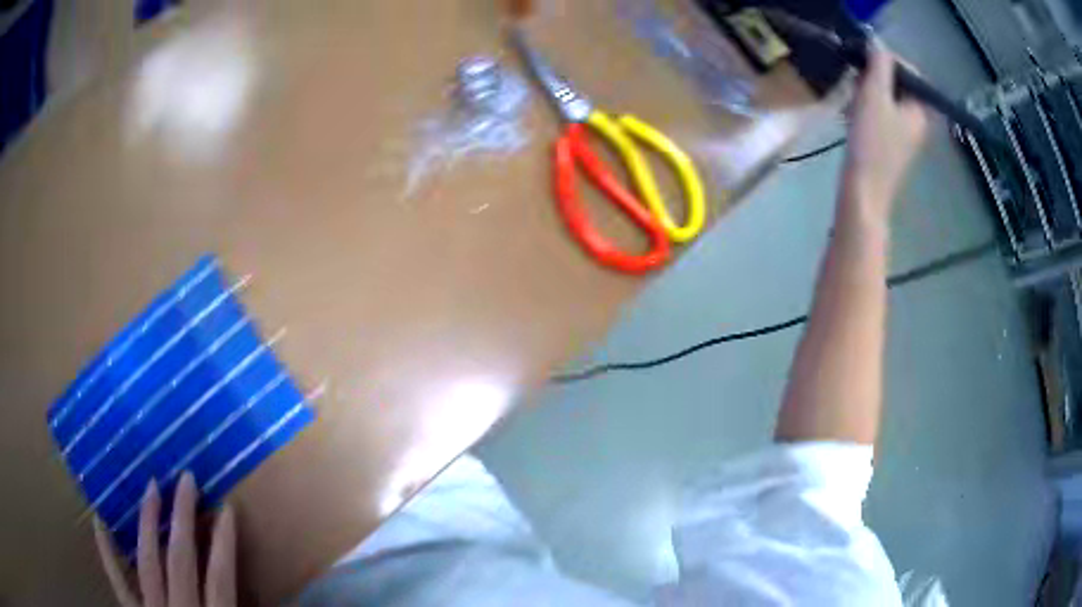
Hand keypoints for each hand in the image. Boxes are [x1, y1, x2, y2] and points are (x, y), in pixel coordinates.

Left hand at [93, 473, 236, 606]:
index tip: (228, 508)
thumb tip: (275, 603)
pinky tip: (98, 521)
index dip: (224, 542)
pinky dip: (106, 552)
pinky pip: (117, 581)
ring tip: (151, 487)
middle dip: (183, 517)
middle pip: (181, 560)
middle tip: (185, 479)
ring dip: (148, 522)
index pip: (220, 578)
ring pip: (147, 561)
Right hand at [842, 42, 928, 220]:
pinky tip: (852, 115)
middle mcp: (918, 123)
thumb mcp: (875, 95)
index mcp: (922, 111)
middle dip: (876, 78)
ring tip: (852, 98)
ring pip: (888, 100)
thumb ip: (879, 65)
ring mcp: (905, 136)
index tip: (866, 62)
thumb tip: (878, 43)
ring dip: (869, 93)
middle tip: (857, 81)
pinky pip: (882, 116)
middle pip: (899, 86)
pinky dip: (867, 110)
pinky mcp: (891, 147)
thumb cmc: (872, 143)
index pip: (911, 73)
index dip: (888, 61)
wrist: (863, 193)